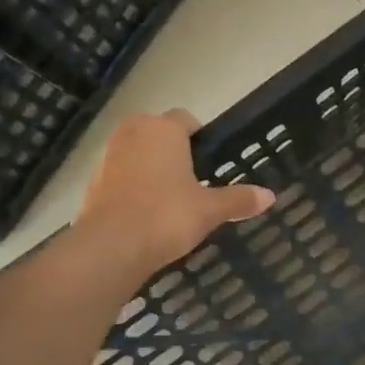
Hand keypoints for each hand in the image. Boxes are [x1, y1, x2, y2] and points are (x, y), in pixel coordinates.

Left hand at [75, 110, 274, 274]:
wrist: (112, 246)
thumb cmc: (167, 216)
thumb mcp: (210, 210)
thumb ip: (239, 199)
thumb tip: (271, 196)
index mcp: (164, 130)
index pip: (186, 119)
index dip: (200, 135)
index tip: (211, 158)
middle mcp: (133, 133)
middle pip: (157, 131)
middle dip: (172, 148)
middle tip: (193, 176)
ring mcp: (108, 155)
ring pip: (135, 151)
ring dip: (150, 165)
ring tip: (170, 195)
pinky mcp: (93, 181)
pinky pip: (120, 175)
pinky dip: (132, 186)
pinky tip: (146, 211)